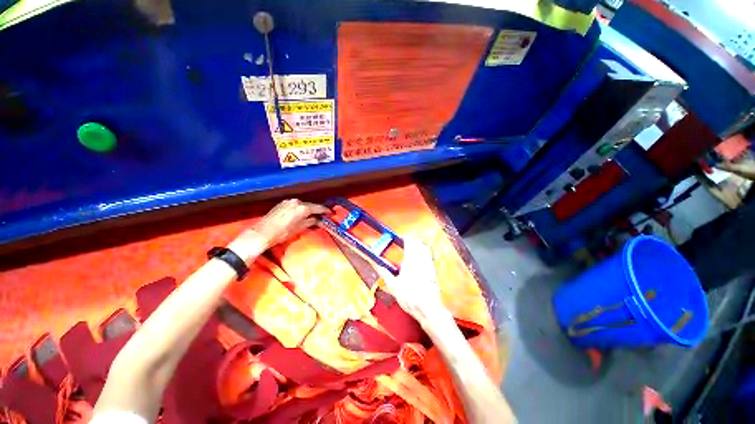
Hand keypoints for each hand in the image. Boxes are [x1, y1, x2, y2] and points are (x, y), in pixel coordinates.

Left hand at [229, 199, 329, 261]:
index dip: (325, 211)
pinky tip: (301, 214)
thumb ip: (311, 222)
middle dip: (316, 210)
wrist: (262, 232)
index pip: (318, 208)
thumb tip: (318, 220)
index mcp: (302, 208)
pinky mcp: (282, 204)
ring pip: (302, 204)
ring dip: (308, 209)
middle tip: (322, 215)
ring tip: (312, 215)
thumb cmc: (282, 233)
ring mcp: (288, 202)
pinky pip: (295, 205)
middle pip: (310, 205)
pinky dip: (300, 208)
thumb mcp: (299, 228)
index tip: (330, 213)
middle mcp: (296, 202)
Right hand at [378, 238, 445, 320]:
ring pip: (426, 249)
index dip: (406, 238)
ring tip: (414, 248)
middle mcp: (421, 261)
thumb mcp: (393, 286)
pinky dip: (425, 253)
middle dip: (413, 240)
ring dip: (419, 245)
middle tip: (407, 241)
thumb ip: (385, 273)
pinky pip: (429, 257)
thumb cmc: (410, 297)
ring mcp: (429, 266)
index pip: (410, 243)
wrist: (428, 309)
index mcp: (411, 261)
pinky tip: (420, 260)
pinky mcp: (433, 272)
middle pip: (419, 243)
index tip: (401, 238)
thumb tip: (377, 265)